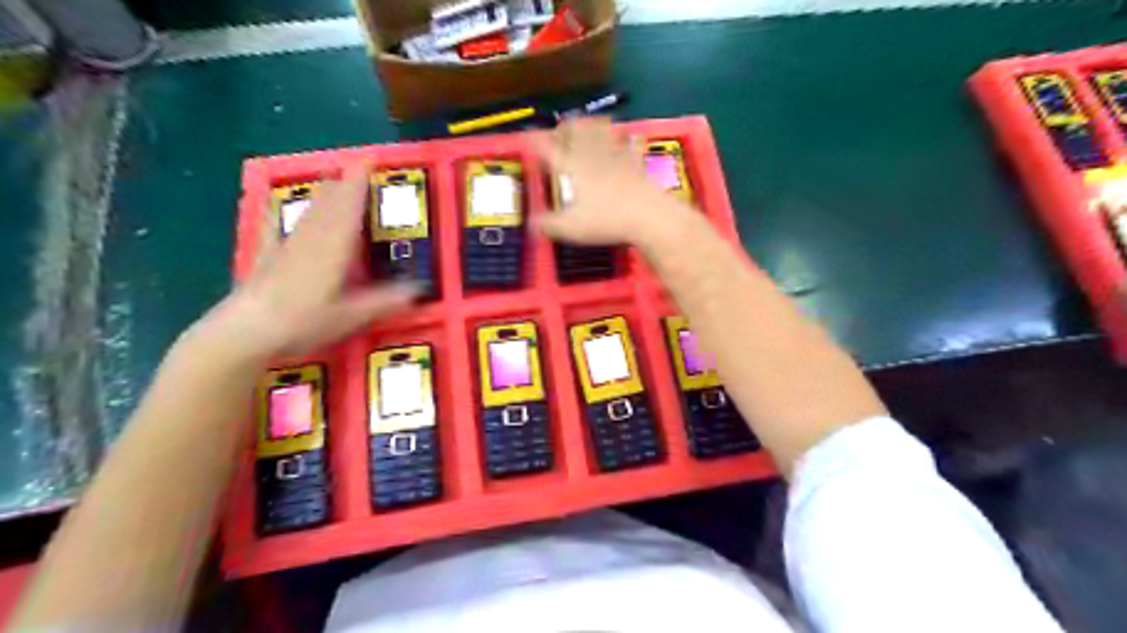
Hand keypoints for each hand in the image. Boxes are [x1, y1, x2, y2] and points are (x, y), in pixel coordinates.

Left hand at [189, 162, 416, 363]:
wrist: (245, 333)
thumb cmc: (303, 322)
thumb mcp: (352, 316)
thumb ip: (386, 301)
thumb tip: (421, 290)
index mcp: (334, 246)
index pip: (350, 205)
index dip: (359, 181)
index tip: (370, 159)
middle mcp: (312, 238)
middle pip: (329, 203)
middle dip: (344, 183)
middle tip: (357, 168)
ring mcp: (287, 246)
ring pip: (309, 212)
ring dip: (323, 194)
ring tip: (332, 179)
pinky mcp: (268, 258)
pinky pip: (278, 228)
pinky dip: (283, 215)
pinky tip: (277, 208)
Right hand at [535, 117, 691, 243]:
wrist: (649, 215)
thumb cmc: (606, 221)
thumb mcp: (571, 228)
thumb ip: (548, 225)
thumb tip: (532, 224)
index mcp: (572, 167)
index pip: (547, 148)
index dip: (535, 141)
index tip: (528, 137)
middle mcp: (592, 155)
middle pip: (576, 129)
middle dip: (565, 126)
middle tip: (560, 131)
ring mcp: (616, 155)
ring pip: (600, 129)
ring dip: (591, 124)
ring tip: (587, 125)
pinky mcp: (636, 161)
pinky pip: (628, 143)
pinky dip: (624, 139)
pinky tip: (626, 138)